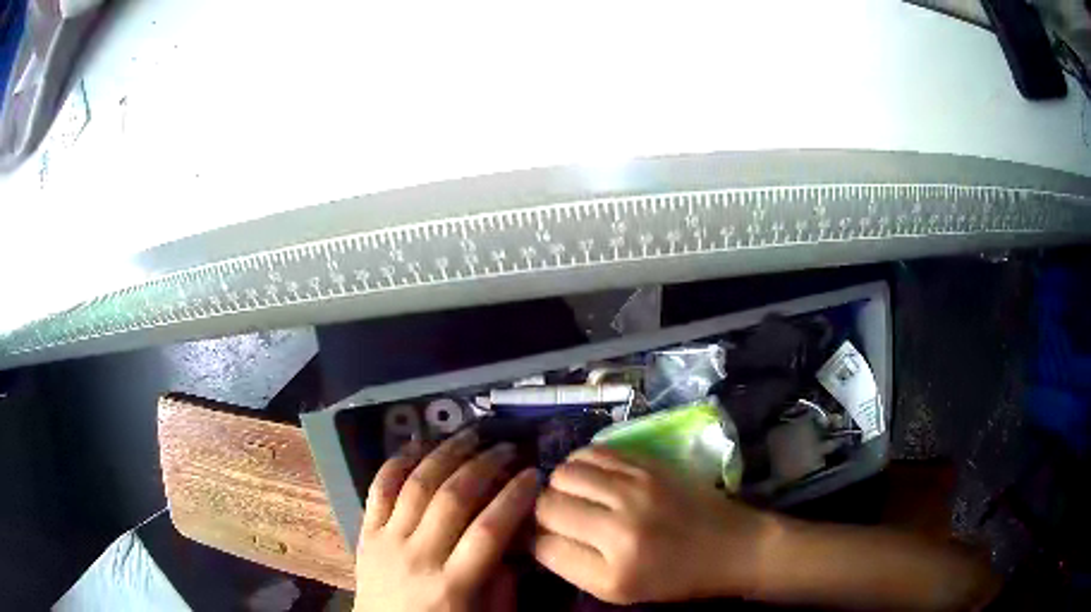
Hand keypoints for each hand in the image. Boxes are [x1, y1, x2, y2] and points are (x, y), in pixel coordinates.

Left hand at [354, 429, 539, 611]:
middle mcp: (418, 556)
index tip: (534, 474)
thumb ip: (502, 584)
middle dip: (484, 466)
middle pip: (452, 499)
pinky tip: (418, 445)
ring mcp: (387, 540)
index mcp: (453, 585)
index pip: (489, 530)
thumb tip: (511, 542)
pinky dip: (397, 462)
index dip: (514, 497)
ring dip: (446, 454)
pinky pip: (379, 489)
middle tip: (507, 448)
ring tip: (470, 435)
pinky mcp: (366, 532)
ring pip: (416, 485)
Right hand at [532, 446, 774, 604]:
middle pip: (547, 506)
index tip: (543, 537)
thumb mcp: (618, 590)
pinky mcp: (648, 465)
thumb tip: (537, 535)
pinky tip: (591, 477)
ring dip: (559, 485)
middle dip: (542, 512)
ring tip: (574, 496)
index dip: (534, 539)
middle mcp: (619, 529)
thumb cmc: (674, 578)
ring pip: (563, 474)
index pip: (541, 545)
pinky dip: (581, 463)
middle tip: (558, 517)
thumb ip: (573, 566)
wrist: (731, 546)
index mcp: (611, 573)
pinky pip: (592, 452)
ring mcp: (635, 490)